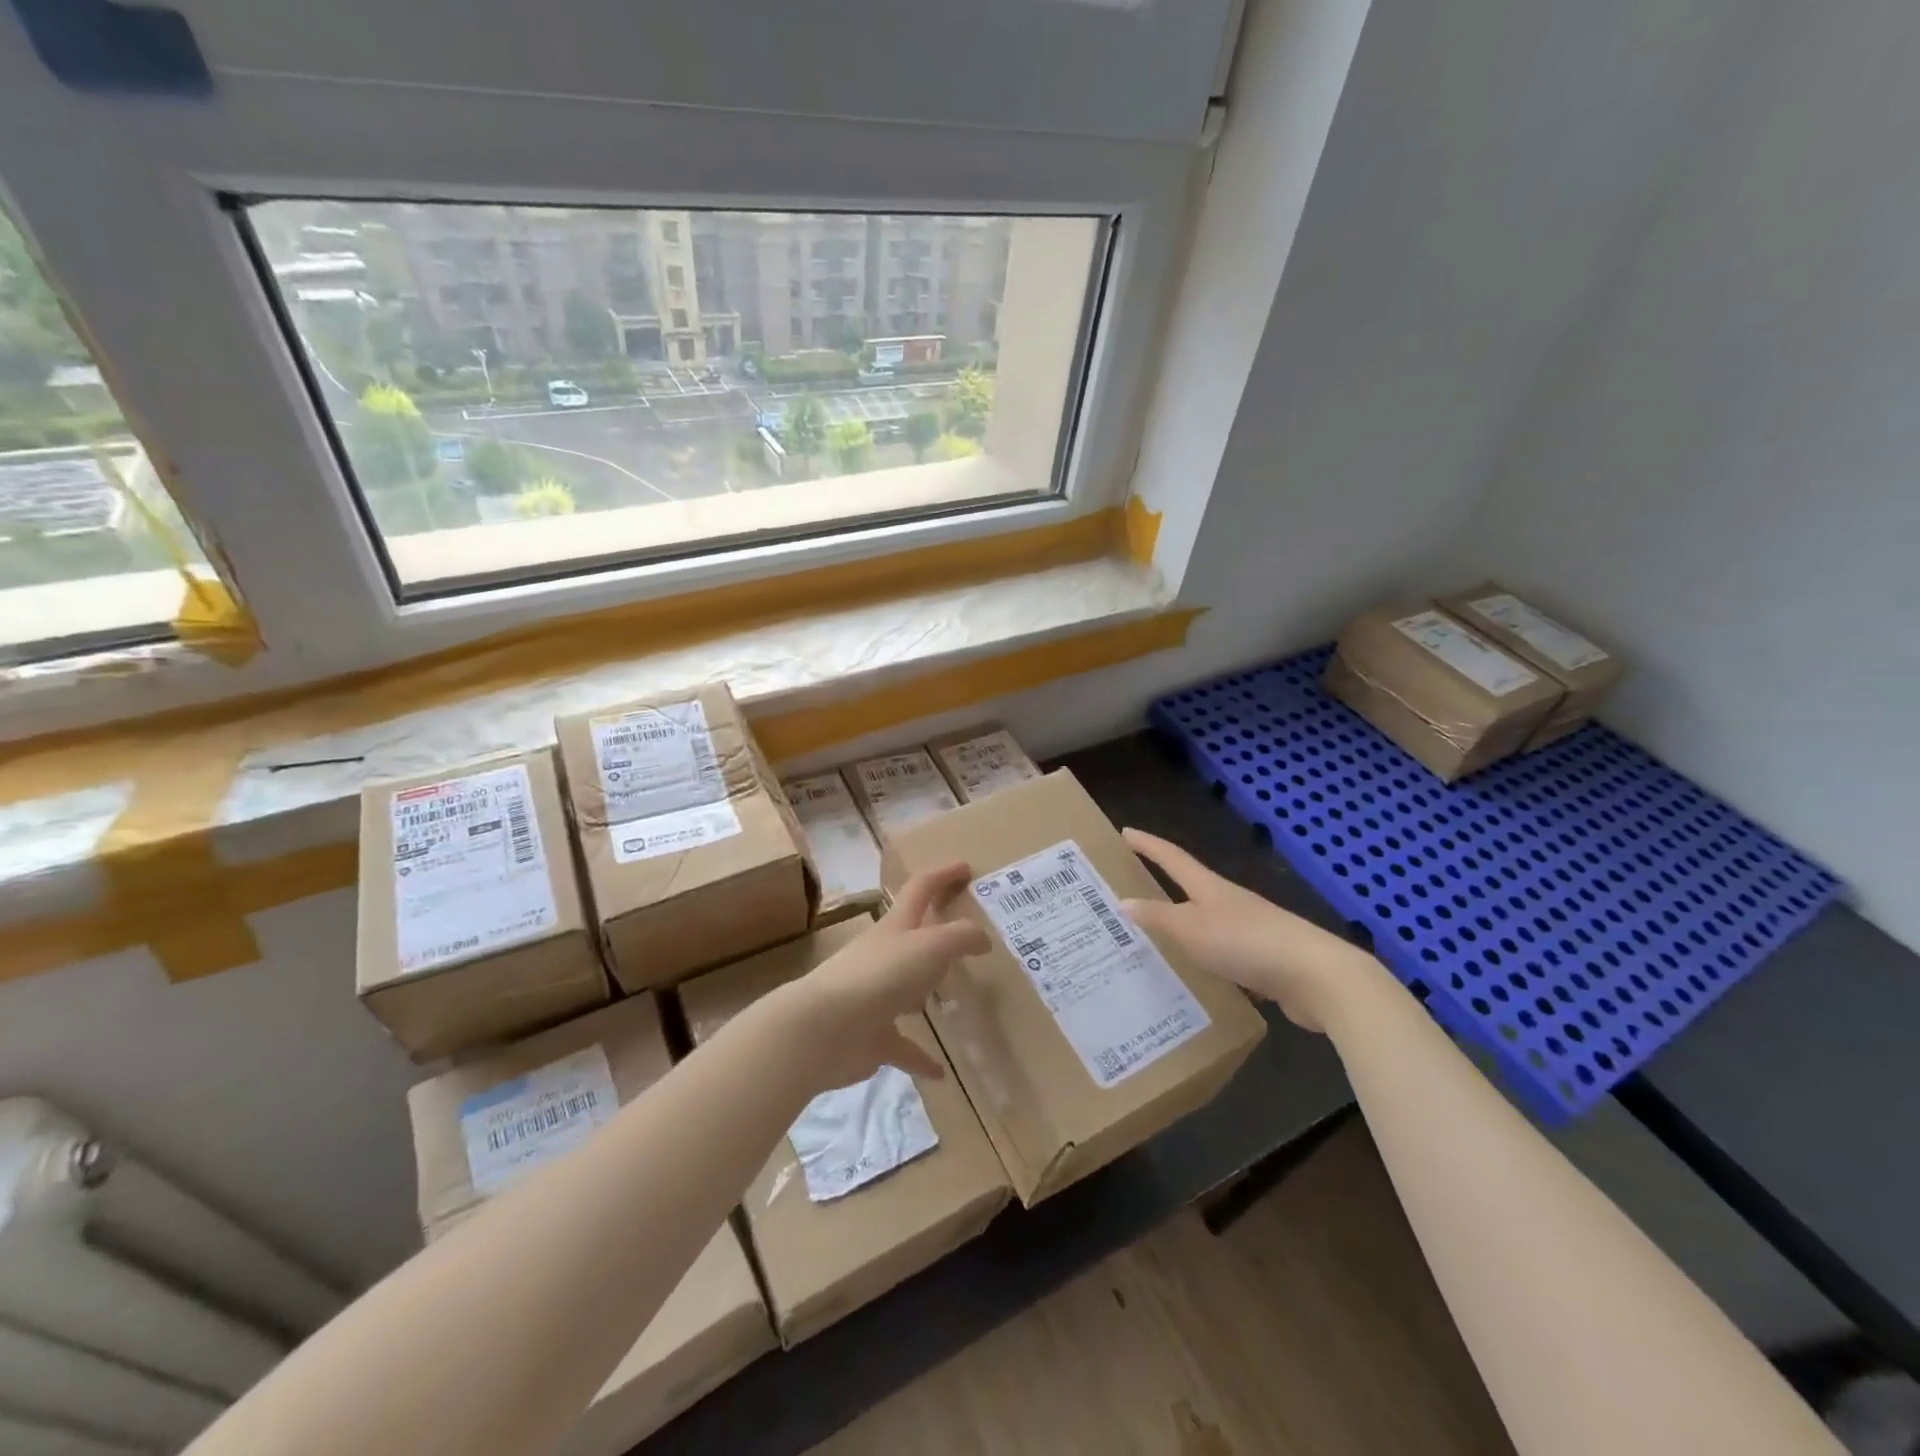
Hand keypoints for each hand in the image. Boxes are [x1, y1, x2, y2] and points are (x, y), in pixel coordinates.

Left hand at [785, 862, 988, 1090]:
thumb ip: (961, 937)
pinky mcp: (871, 1037)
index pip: (921, 888)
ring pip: (906, 989)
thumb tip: (983, 939)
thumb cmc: (881, 975)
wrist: (824, 1028)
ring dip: (925, 991)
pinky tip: (941, 1072)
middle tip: (965, 939)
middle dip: (935, 933)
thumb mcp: (931, 946)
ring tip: (954, 997)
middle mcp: (884, 956)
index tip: (966, 868)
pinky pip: (902, 1046)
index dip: (943, 875)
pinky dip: (921, 1057)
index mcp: (896, 927)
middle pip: (912, 937)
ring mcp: (875, 997)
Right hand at [1120, 829, 1379, 1033]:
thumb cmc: (1246, 942)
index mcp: (1210, 888)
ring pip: (1208, 921)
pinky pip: (1225, 952)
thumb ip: (1158, 917)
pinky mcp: (1264, 958)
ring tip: (1158, 937)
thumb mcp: (1192, 930)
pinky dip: (1206, 956)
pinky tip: (1198, 974)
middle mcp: (1229, 902)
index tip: (1126, 832)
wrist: (1315, 976)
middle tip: (1134, 887)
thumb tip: (1122, 901)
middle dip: (1164, 884)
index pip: (1172, 858)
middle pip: (1191, 886)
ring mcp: (1250, 928)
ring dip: (1185, 924)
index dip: (1148, 845)